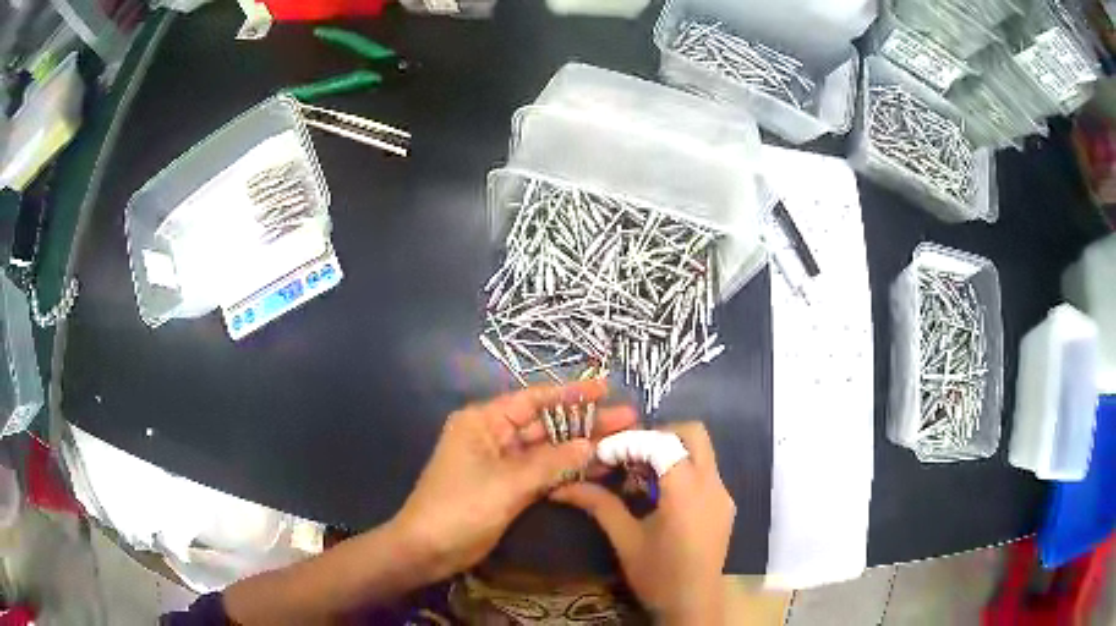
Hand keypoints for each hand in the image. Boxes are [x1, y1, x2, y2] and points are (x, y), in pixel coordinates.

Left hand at [391, 380, 637, 579]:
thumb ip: (551, 463)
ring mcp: (503, 464)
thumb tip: (590, 445)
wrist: (429, 549)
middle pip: (546, 425)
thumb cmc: (460, 507)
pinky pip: (544, 473)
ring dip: (581, 448)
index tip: (606, 388)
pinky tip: (598, 469)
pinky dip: (568, 472)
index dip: (570, 393)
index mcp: (483, 422)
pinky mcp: (509, 487)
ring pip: (549, 450)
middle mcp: (494, 436)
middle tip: (628, 418)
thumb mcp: (507, 483)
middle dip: (585, 423)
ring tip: (622, 442)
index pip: (533, 399)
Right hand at [550, 423, 734, 623]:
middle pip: (693, 434)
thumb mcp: (625, 540)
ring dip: (672, 451)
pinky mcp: (725, 505)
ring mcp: (724, 494)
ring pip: (702, 451)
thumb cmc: (658, 575)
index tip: (604, 455)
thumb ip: (600, 505)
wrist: (693, 604)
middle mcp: (713, 484)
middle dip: (659, 435)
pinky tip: (660, 494)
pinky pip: (706, 471)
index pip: (662, 443)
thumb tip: (562, 486)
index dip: (630, 442)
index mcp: (687, 492)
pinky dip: (683, 469)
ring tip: (640, 475)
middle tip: (629, 455)